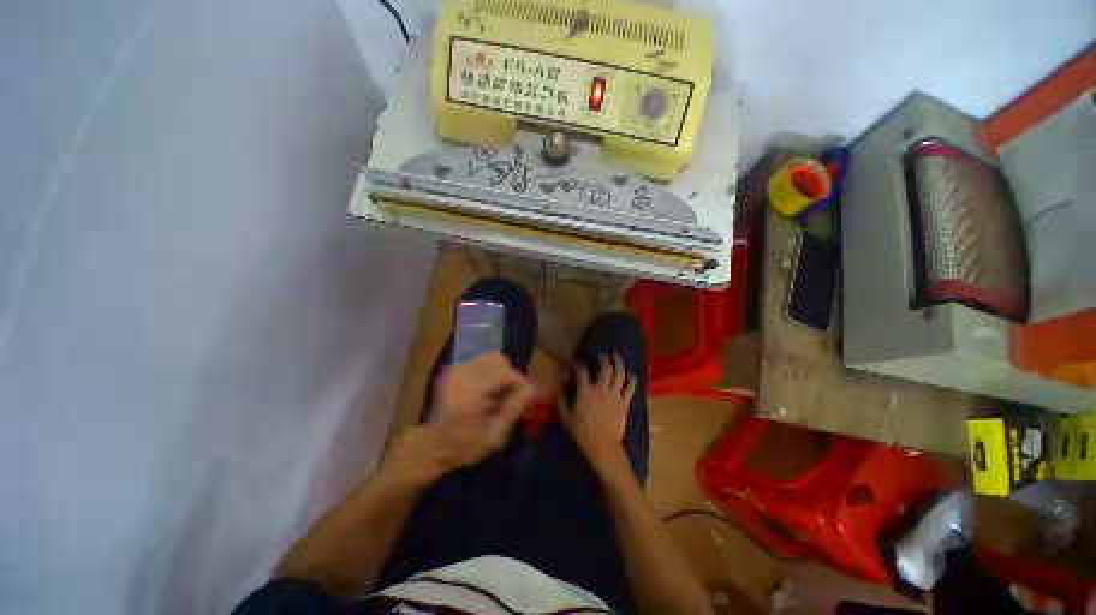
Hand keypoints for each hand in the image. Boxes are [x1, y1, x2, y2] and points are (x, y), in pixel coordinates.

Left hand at [385, 352, 537, 484]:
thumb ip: (515, 410)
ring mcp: (457, 368)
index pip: (506, 374)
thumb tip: (535, 389)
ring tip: (501, 391)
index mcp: (471, 392)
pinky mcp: (455, 367)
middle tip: (513, 396)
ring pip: (492, 356)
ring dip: (502, 371)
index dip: (522, 384)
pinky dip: (492, 369)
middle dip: (512, 376)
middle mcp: (463, 374)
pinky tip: (489, 387)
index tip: (529, 399)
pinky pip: (482, 359)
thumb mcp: (495, 437)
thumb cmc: (464, 446)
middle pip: (499, 360)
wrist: (432, 446)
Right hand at [561, 353, 636, 470]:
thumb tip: (558, 391)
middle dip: (604, 358)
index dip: (578, 364)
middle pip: (605, 368)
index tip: (576, 363)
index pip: (582, 371)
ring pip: (620, 374)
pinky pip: (630, 388)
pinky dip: (631, 379)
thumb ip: (561, 402)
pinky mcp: (624, 403)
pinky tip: (630, 375)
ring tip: (616, 358)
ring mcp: (615, 395)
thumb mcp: (565, 418)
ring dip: (618, 364)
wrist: (602, 447)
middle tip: (602, 355)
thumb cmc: (582, 433)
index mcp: (586, 392)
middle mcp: (601, 389)